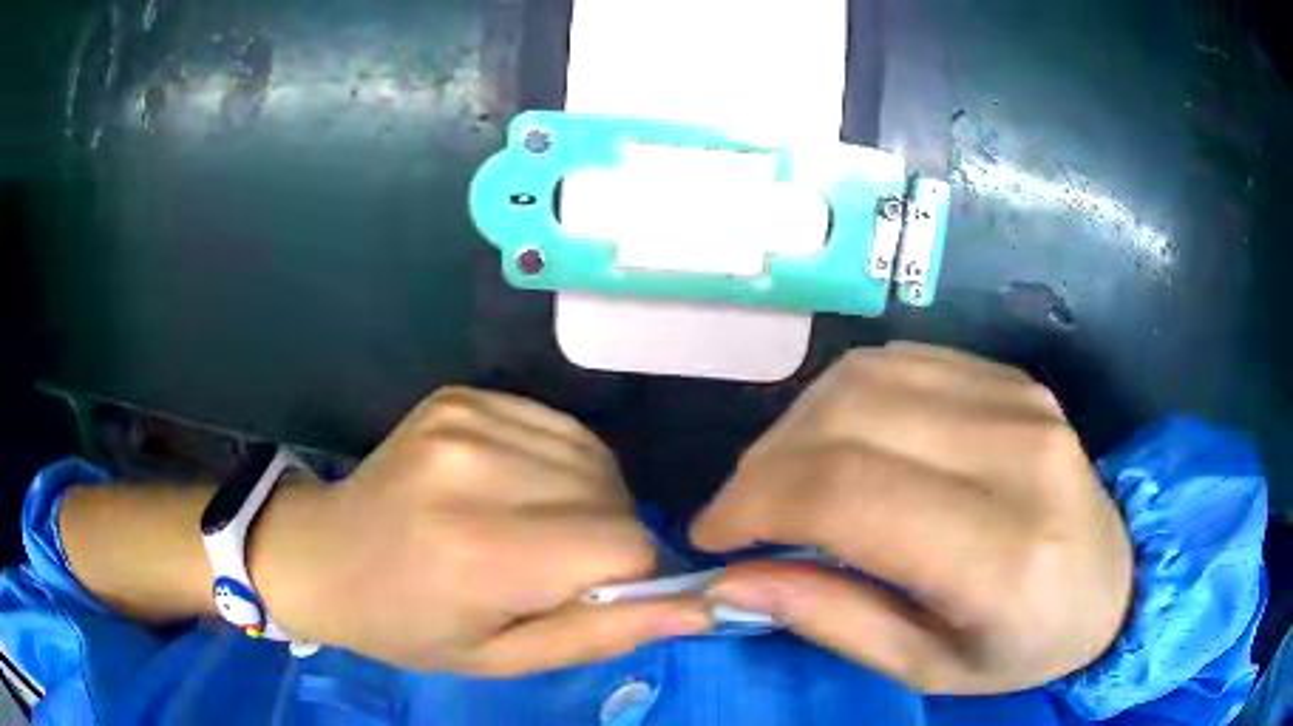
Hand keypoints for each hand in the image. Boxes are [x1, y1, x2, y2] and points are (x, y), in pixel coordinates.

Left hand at [255, 388, 710, 674]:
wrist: (325, 556)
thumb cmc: (410, 625)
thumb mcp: (503, 658)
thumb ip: (602, 634)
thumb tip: (701, 608)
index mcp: (480, 551)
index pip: (624, 546)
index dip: (630, 577)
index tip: (593, 596)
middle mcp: (476, 469)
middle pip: (613, 496)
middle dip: (608, 540)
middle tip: (552, 570)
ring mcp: (466, 418)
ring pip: (594, 459)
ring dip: (586, 500)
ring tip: (532, 529)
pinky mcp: (463, 396)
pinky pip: (558, 429)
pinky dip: (559, 465)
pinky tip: (515, 489)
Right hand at [691, 343, 1132, 693]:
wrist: (1115, 580)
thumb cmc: (1026, 645)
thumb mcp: (929, 667)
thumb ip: (833, 619)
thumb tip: (732, 581)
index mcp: (1005, 553)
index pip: (850, 494)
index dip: (757, 503)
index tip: (712, 536)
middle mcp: (1018, 455)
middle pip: (849, 419)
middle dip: (764, 465)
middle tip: (741, 514)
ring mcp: (1020, 402)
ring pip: (865, 377)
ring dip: (797, 427)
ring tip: (783, 480)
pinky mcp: (1013, 379)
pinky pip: (900, 362)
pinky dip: (844, 400)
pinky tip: (840, 443)